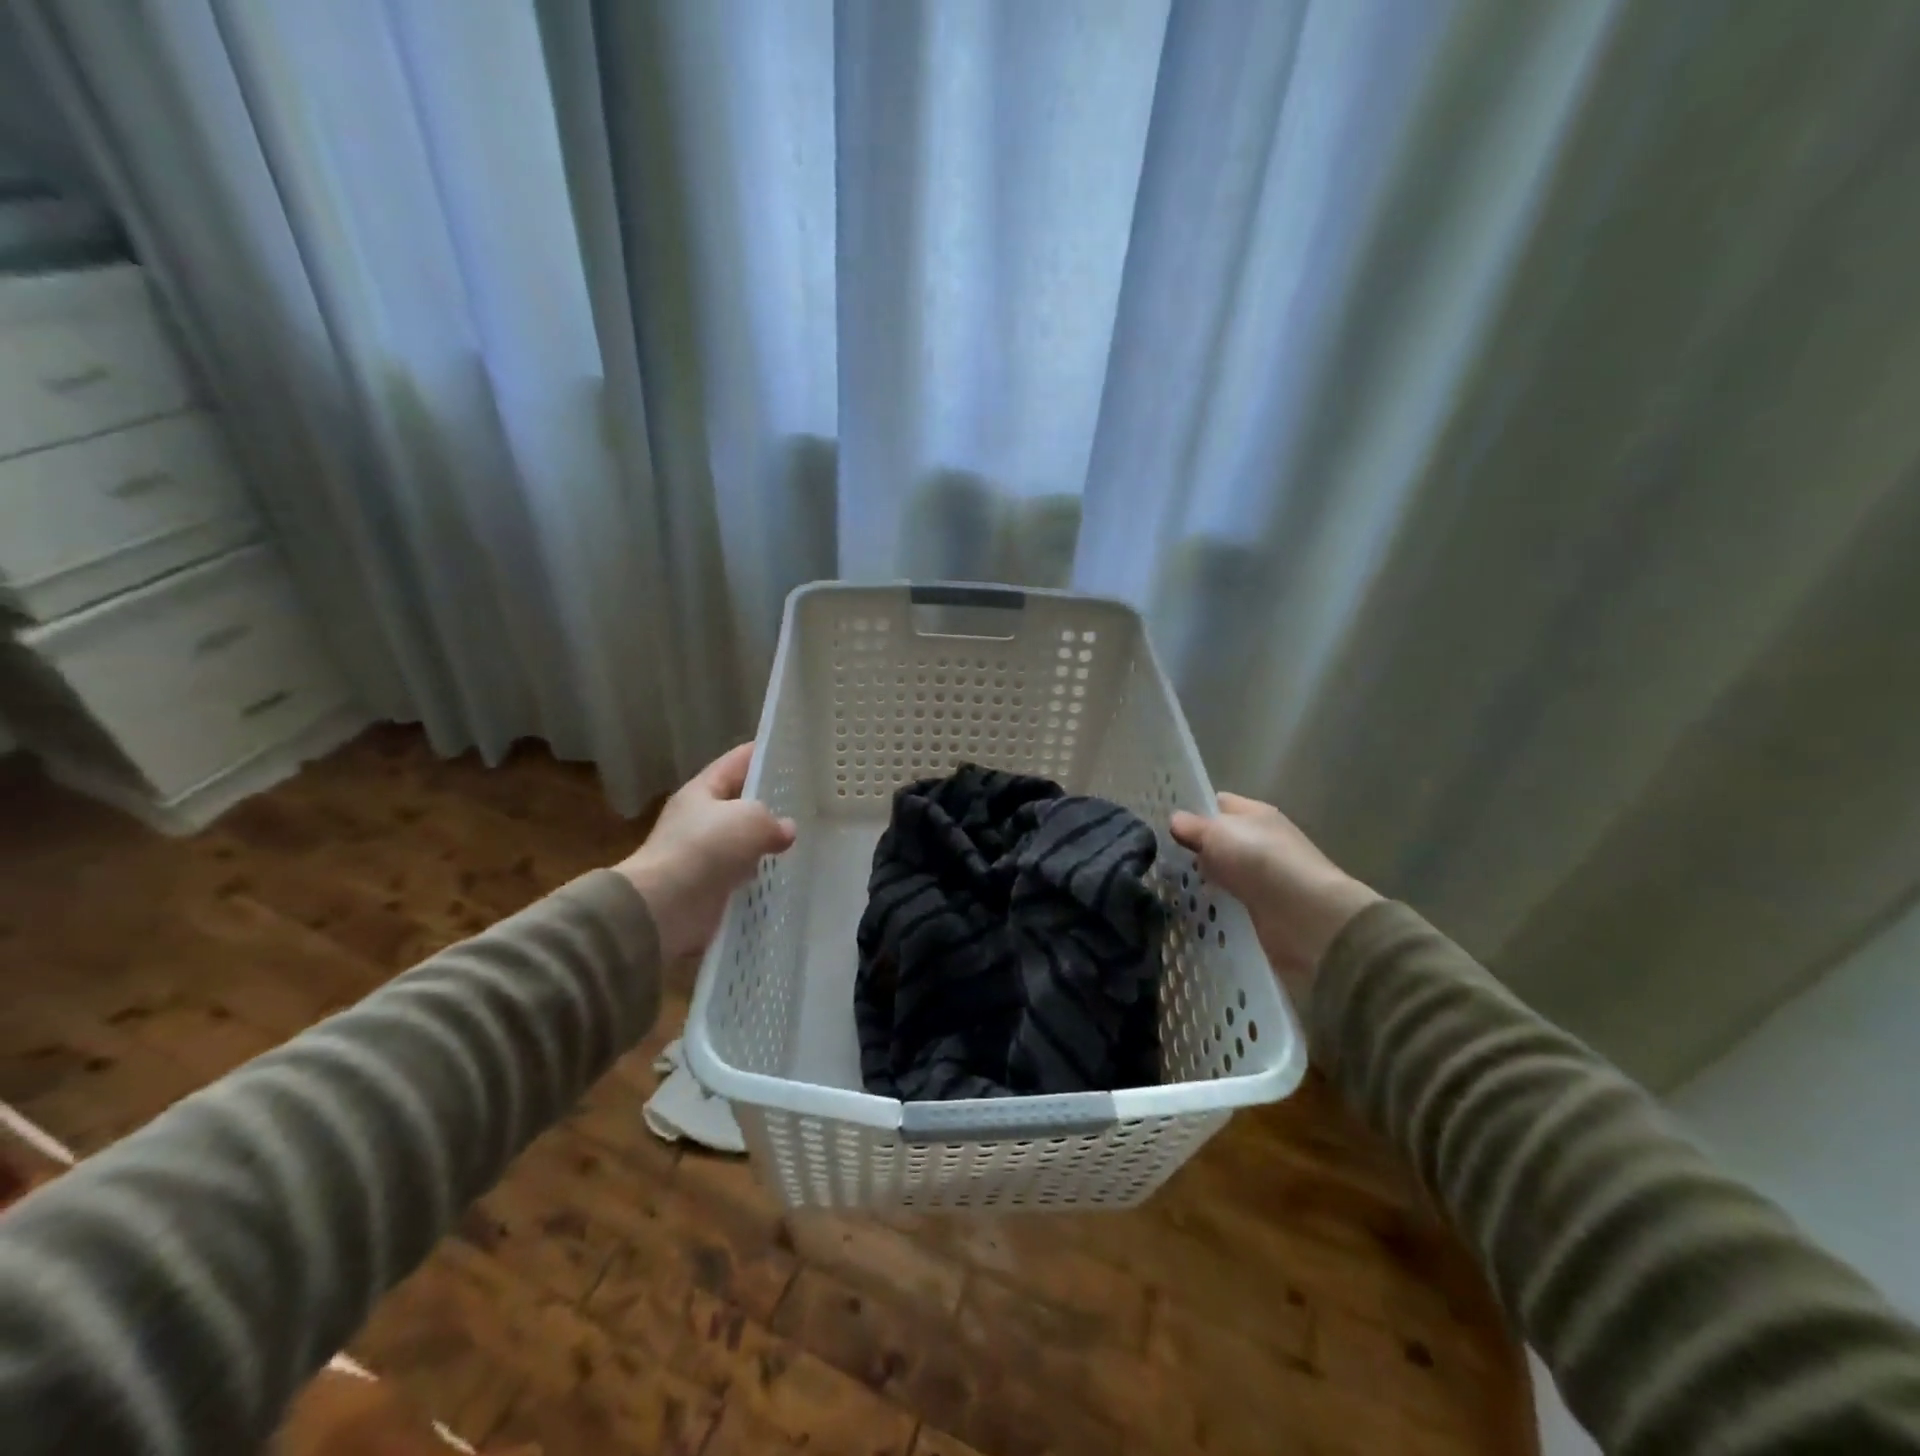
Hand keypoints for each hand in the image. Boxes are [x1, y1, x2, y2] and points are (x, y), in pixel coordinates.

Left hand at [616, 744, 796, 960]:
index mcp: (702, 791)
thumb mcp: (750, 820)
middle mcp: (699, 819)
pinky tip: (784, 873)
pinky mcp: (708, 886)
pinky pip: (741, 873)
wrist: (664, 908)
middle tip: (805, 799)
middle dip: (769, 801)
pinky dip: (759, 873)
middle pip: (739, 802)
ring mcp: (703, 854)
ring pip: (742, 840)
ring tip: (801, 838)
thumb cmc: (706, 849)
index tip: (788, 750)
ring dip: (765, 841)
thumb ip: (773, 820)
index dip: (761, 753)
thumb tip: (786, 830)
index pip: (736, 762)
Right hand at [1169, 794, 1379, 1005]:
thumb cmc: (1261, 861)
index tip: (1160, 820)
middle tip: (1155, 856)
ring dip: (1201, 879)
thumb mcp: (1218, 833)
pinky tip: (1189, 909)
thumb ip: (1193, 826)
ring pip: (1223, 872)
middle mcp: (1261, 841)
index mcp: (1255, 814)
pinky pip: (1230, 901)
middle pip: (1220, 840)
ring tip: (1165, 884)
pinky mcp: (1262, 909)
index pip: (1218, 803)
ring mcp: (1263, 877)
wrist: (1306, 917)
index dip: (1192, 808)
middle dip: (1193, 848)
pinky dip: (1213, 904)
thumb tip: (1175, 820)